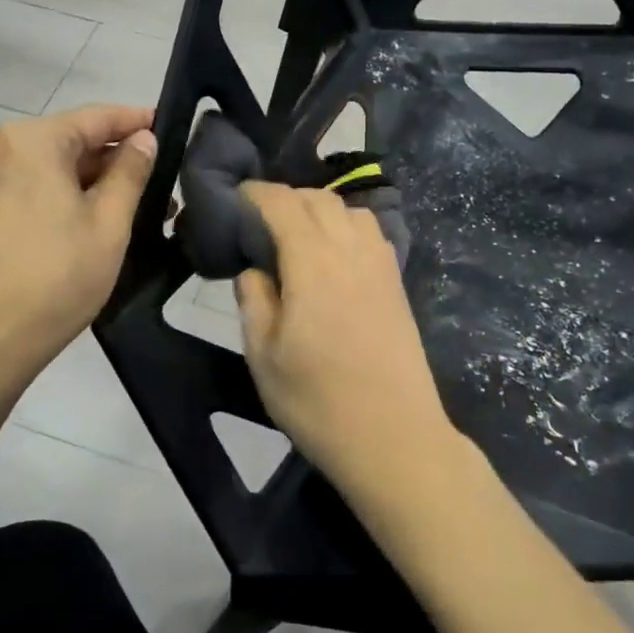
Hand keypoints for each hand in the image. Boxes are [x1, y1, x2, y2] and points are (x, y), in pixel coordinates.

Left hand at [0, 104, 156, 378]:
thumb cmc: (56, 275)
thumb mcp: (108, 222)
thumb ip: (130, 172)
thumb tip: (143, 139)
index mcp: (31, 141)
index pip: (95, 117)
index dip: (136, 121)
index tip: (169, 128)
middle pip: (70, 142)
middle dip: (116, 161)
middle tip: (163, 183)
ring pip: (52, 170)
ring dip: (94, 184)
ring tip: (139, 210)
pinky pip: (32, 191)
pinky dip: (66, 199)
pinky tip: (96, 223)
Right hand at [235, 182, 455, 492]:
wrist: (394, 438)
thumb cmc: (318, 402)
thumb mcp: (264, 357)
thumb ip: (254, 301)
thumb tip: (254, 269)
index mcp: (314, 264)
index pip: (283, 204)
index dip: (256, 194)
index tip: (236, 199)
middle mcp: (351, 252)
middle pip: (319, 199)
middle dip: (286, 198)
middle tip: (259, 223)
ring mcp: (381, 266)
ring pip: (350, 210)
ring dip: (320, 210)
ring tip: (297, 237)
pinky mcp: (397, 284)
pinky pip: (371, 233)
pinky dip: (346, 226)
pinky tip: (333, 257)